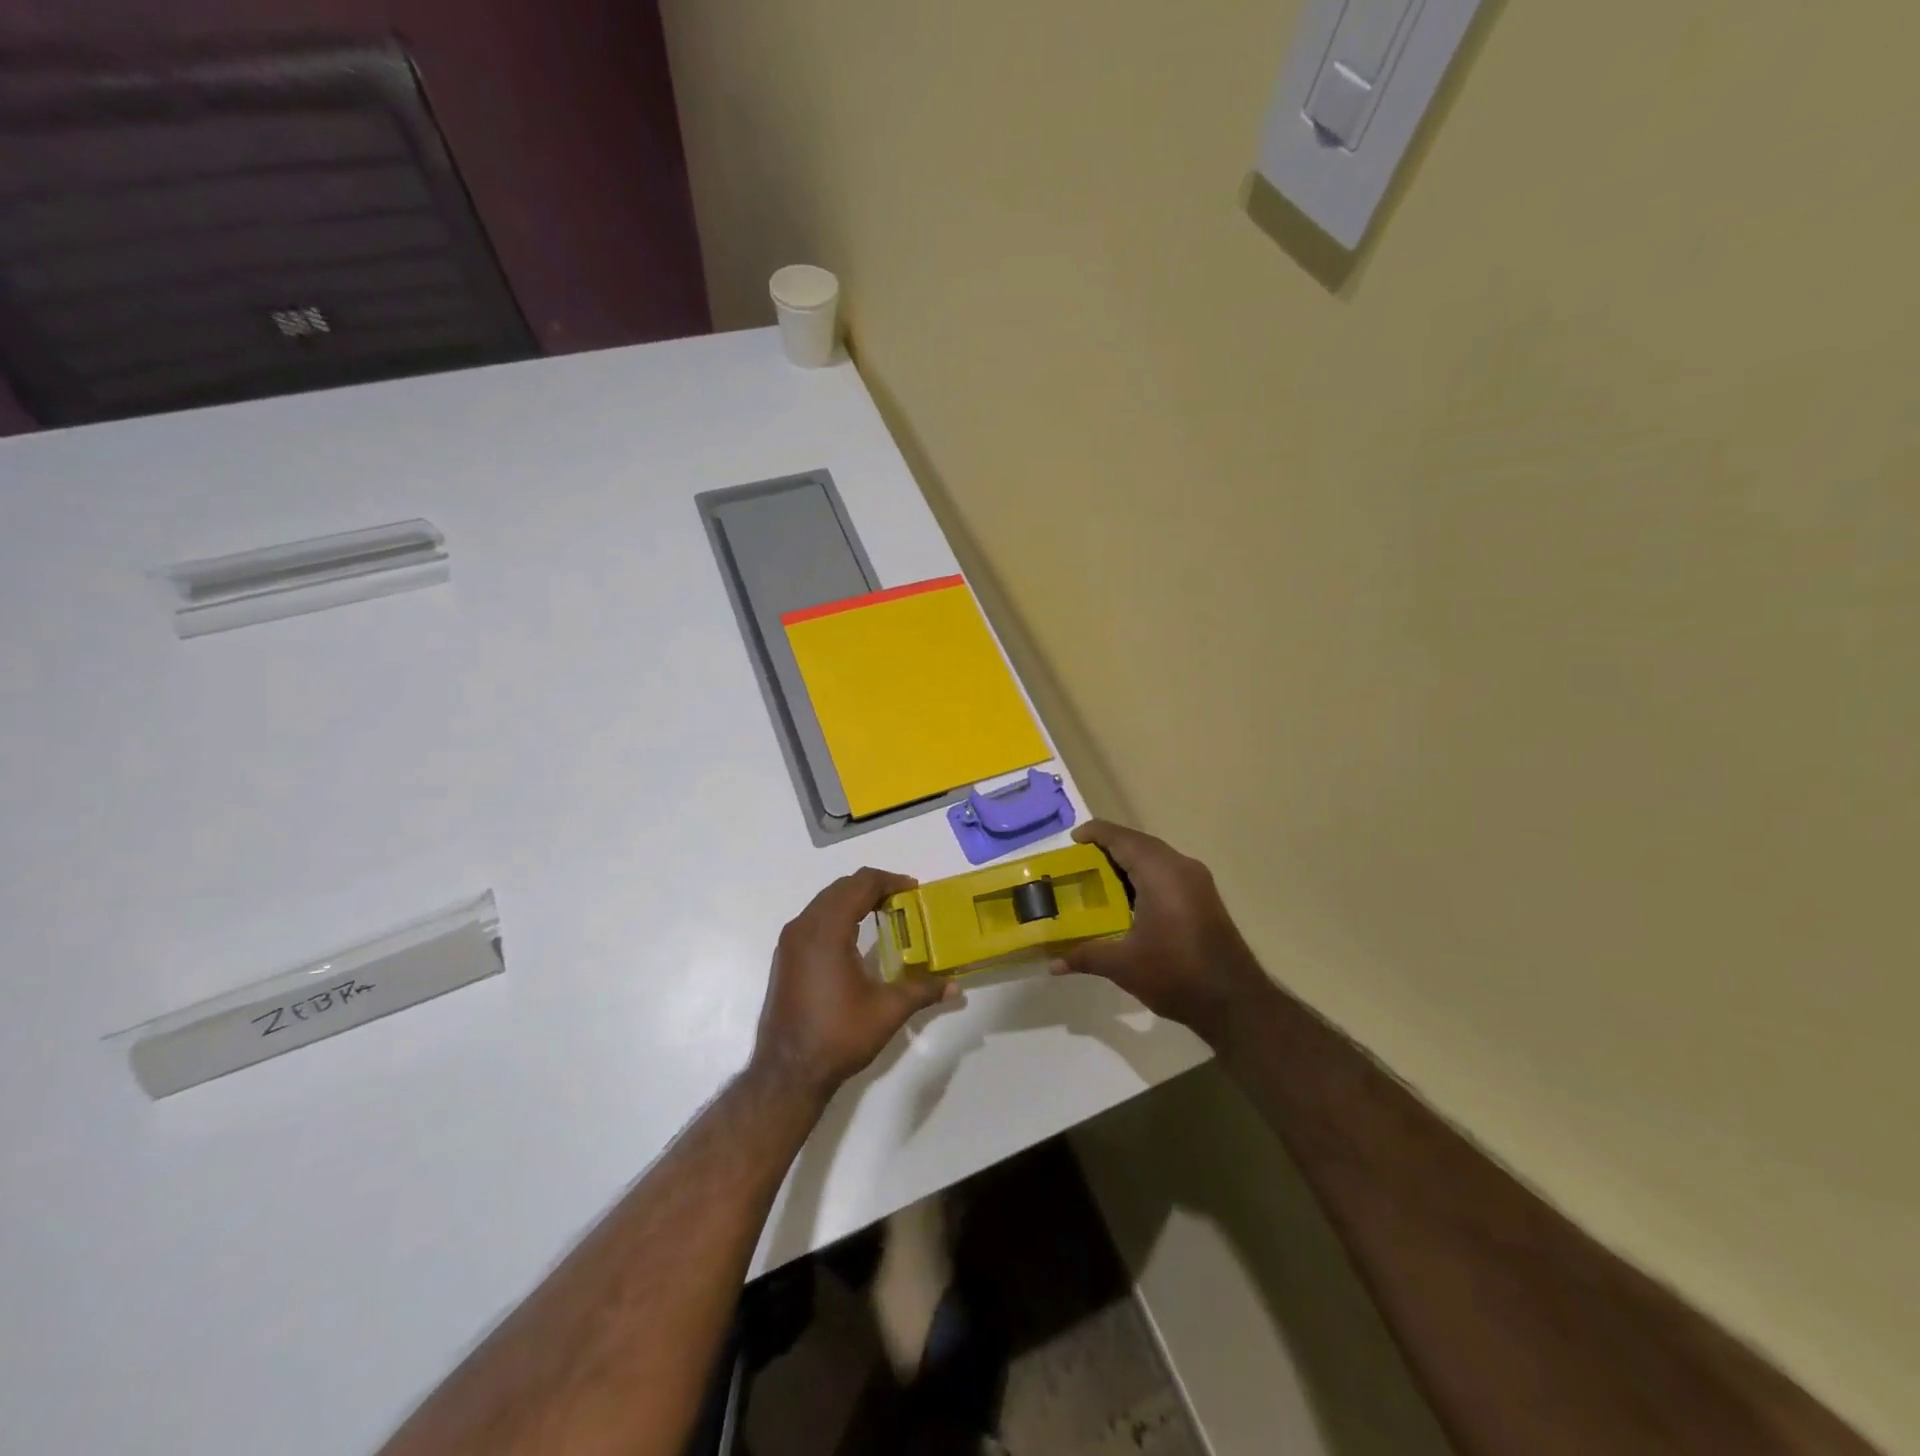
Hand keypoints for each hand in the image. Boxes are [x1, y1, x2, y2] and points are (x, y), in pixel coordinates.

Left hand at [752, 867, 952, 1104]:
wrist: (787, 1072)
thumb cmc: (838, 1035)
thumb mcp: (887, 1011)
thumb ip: (922, 990)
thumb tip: (955, 987)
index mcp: (827, 931)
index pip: (860, 885)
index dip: (889, 881)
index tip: (913, 889)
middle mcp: (804, 927)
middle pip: (841, 887)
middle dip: (873, 886)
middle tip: (902, 899)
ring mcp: (789, 941)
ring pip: (824, 901)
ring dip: (853, 899)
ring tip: (883, 912)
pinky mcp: (784, 956)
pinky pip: (813, 918)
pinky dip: (837, 914)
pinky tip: (855, 936)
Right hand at [1052, 820, 1264, 1045]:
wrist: (1235, 1002)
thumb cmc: (1175, 974)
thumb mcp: (1123, 965)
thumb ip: (1086, 955)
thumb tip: (1053, 964)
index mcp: (1160, 873)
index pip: (1122, 839)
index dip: (1095, 834)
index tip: (1071, 840)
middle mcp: (1181, 867)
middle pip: (1139, 843)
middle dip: (1109, 847)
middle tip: (1078, 861)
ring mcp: (1197, 881)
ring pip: (1155, 857)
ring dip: (1128, 861)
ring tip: (1097, 877)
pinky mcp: (1204, 897)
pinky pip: (1168, 872)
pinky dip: (1144, 874)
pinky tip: (1127, 898)